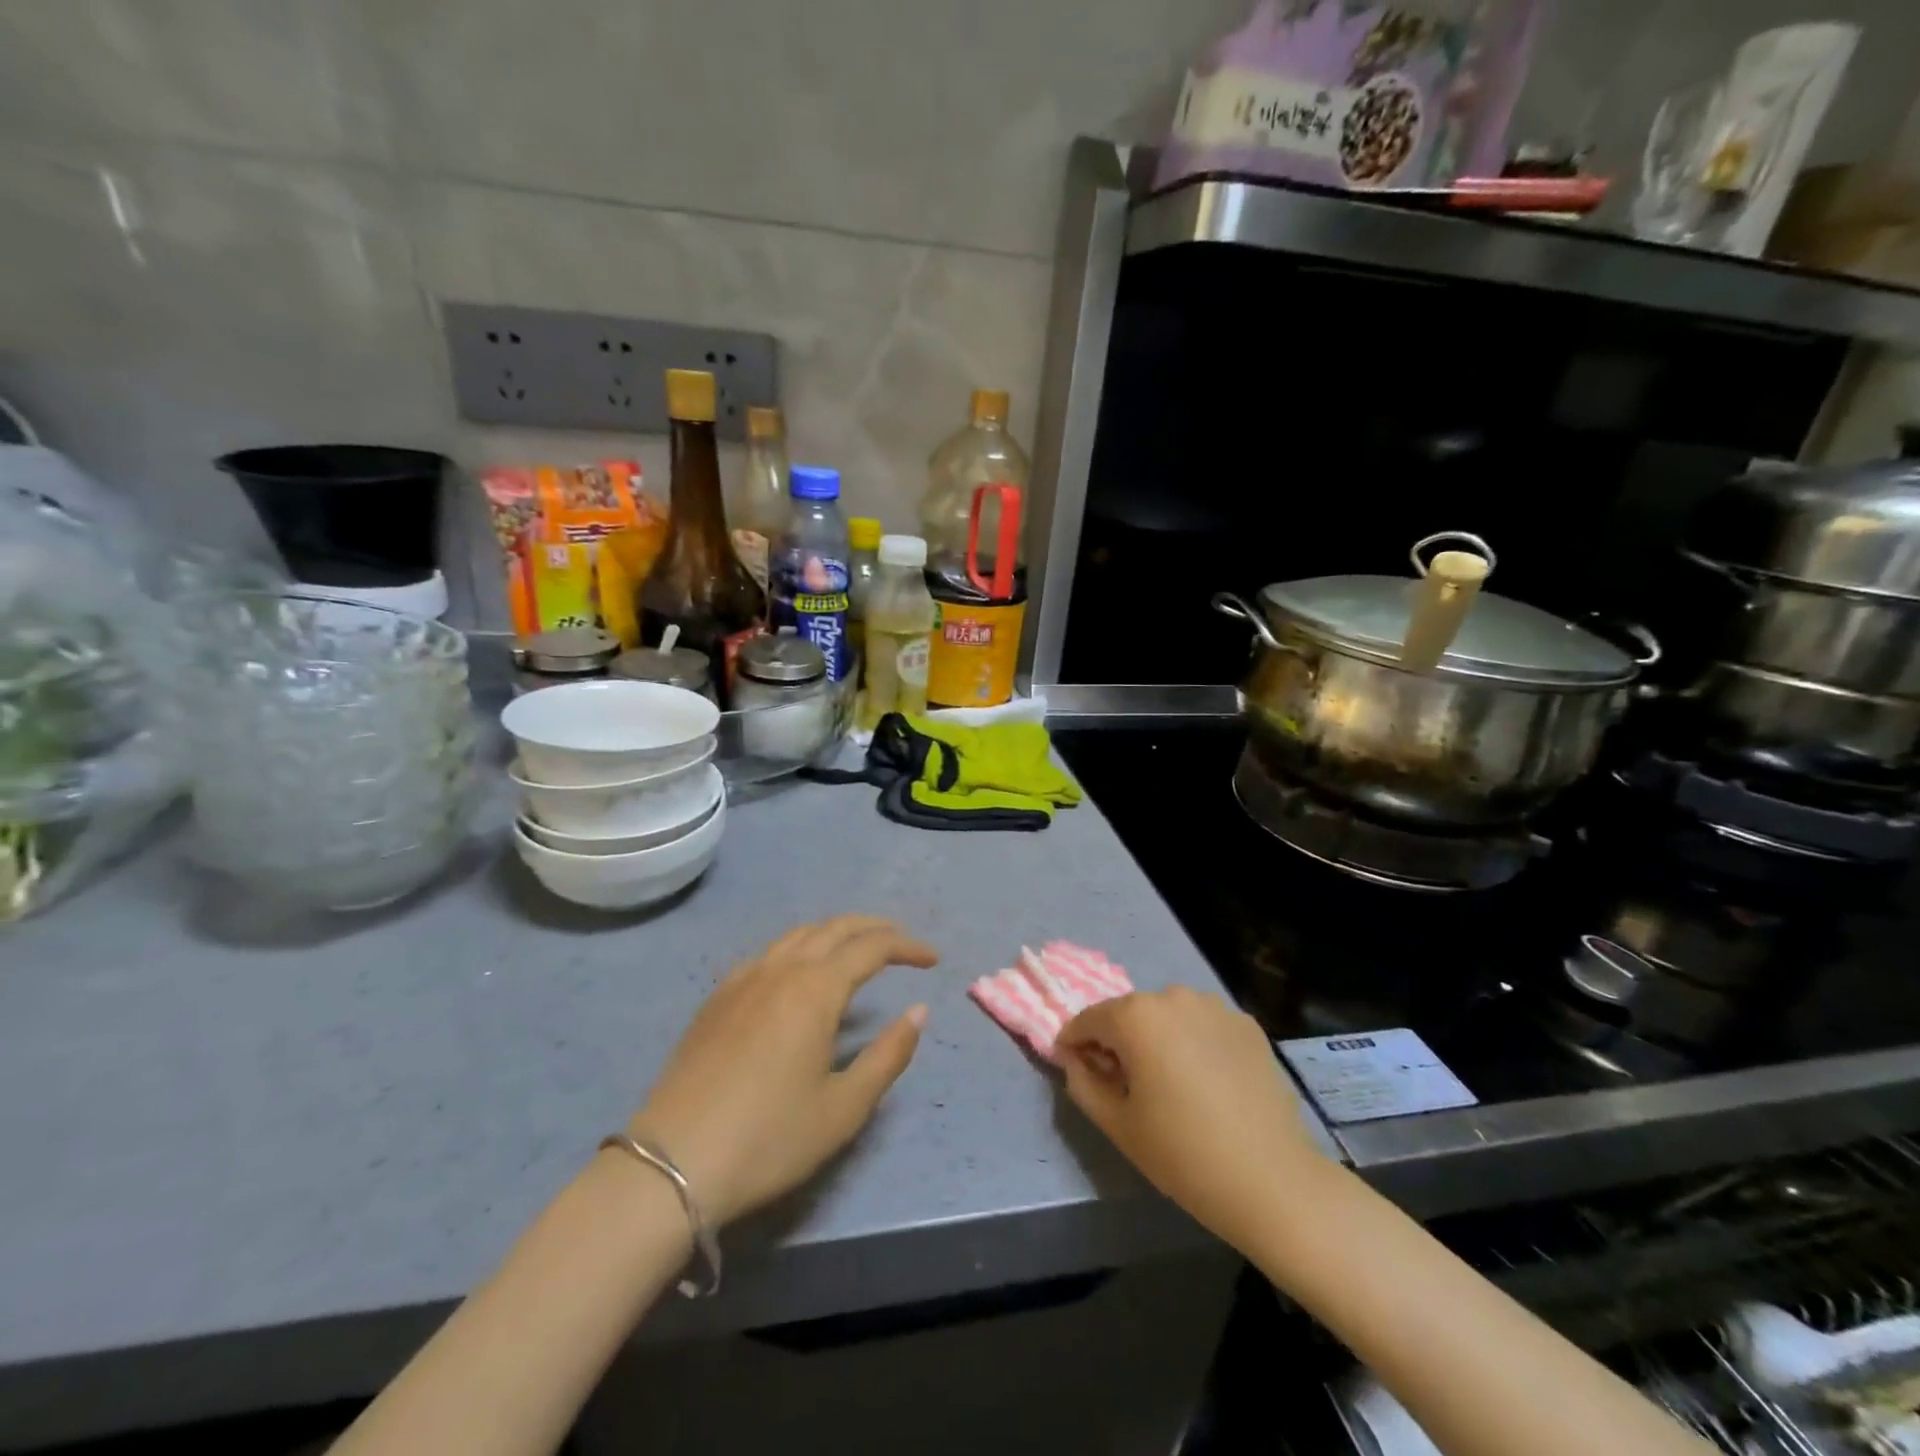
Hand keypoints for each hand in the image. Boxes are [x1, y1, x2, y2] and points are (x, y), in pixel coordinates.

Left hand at [628, 916, 936, 1225]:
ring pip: (799, 935)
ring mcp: (743, 979)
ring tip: (857, 951)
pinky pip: (769, 953)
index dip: (906, 946)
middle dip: (874, 928)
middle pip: (835, 928)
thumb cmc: (769, 1138)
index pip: (872, 947)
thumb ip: (888, 1055)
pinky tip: (799, 974)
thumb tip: (918, 1012)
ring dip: (836, 933)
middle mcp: (781, 969)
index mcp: (815, 989)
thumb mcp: (843, 1108)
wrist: (672, 1163)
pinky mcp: (718, 998)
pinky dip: (799, 948)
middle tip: (902, 943)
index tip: (932, 960)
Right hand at [1056, 987, 1323, 1252]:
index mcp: (1136, 1016)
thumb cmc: (1184, 1155)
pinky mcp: (1246, 1023)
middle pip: (1129, 1014)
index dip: (1074, 1043)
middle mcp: (1173, 996)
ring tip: (1169, 1082)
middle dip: (1118, 1040)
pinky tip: (1206, 1081)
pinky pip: (1202, 1025)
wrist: (1274, 1181)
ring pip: (1168, 1015)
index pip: (1088, 1019)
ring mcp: (1214, 1006)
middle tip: (1124, 1083)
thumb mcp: (1118, 1125)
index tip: (1075, 1068)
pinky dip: (1193, 1042)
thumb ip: (1082, 1083)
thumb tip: (1073, 1058)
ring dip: (1158, 1038)